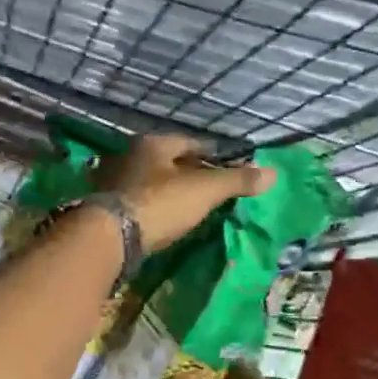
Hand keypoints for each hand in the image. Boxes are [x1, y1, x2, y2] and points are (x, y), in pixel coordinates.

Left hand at [95, 134, 275, 249]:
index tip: (226, 167)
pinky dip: (151, 208)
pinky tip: (162, 220)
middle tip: (209, 188)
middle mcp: (129, 156)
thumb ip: (236, 181)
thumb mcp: (204, 190)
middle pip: (167, 162)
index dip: (211, 154)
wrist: (110, 236)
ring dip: (167, 191)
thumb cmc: (160, 204)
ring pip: (149, 182)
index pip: (189, 142)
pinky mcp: (104, 207)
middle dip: (187, 172)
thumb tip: (273, 173)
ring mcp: (112, 181)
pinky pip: (136, 202)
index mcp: (152, 143)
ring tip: (188, 206)